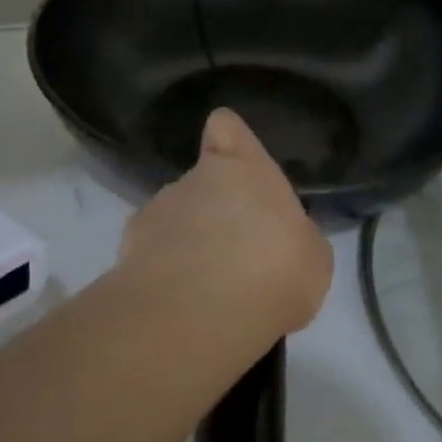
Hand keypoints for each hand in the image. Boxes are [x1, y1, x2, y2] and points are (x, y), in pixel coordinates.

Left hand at [122, 108, 332, 338]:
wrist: (202, 314)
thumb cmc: (275, 272)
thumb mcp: (312, 258)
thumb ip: (296, 238)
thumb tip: (287, 240)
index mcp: (246, 169)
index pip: (225, 127)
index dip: (228, 142)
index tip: (235, 168)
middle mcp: (197, 178)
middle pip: (201, 181)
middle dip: (211, 211)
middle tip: (233, 255)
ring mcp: (159, 209)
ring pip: (173, 217)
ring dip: (185, 242)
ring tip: (204, 290)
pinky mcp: (129, 247)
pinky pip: (149, 253)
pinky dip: (160, 272)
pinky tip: (176, 304)